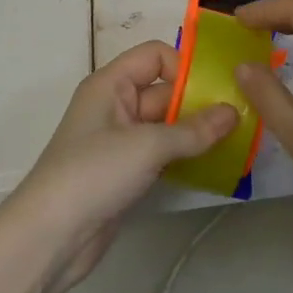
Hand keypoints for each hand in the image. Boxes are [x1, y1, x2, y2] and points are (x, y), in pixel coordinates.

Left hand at [1, 41, 237, 291]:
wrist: (50, 237)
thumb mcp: (147, 146)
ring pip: (167, 124)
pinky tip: (215, 164)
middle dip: (200, 101)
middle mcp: (115, 105)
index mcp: (111, 84)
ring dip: (197, 131)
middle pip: (165, 90)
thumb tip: (235, 112)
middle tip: (241, 116)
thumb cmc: (94, 174)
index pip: (155, 56)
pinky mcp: (127, 171)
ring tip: (236, 140)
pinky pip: (163, 152)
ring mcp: (121, 141)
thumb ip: (194, 129)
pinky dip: (186, 155)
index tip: (216, 90)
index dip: (185, 67)